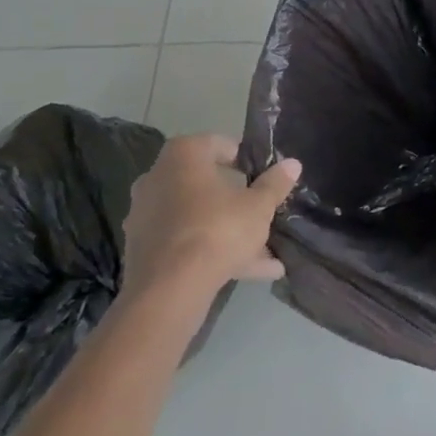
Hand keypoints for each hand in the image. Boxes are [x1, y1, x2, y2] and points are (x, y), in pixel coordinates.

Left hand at [121, 135, 300, 302]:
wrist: (169, 291)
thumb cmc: (217, 229)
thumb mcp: (259, 206)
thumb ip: (275, 184)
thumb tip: (292, 164)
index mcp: (183, 156)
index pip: (218, 145)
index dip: (244, 159)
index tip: (262, 175)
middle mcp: (157, 179)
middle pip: (206, 184)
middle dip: (236, 201)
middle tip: (262, 212)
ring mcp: (146, 216)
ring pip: (197, 218)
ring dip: (228, 232)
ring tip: (266, 254)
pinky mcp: (143, 251)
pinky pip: (185, 243)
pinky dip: (211, 253)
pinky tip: (249, 272)